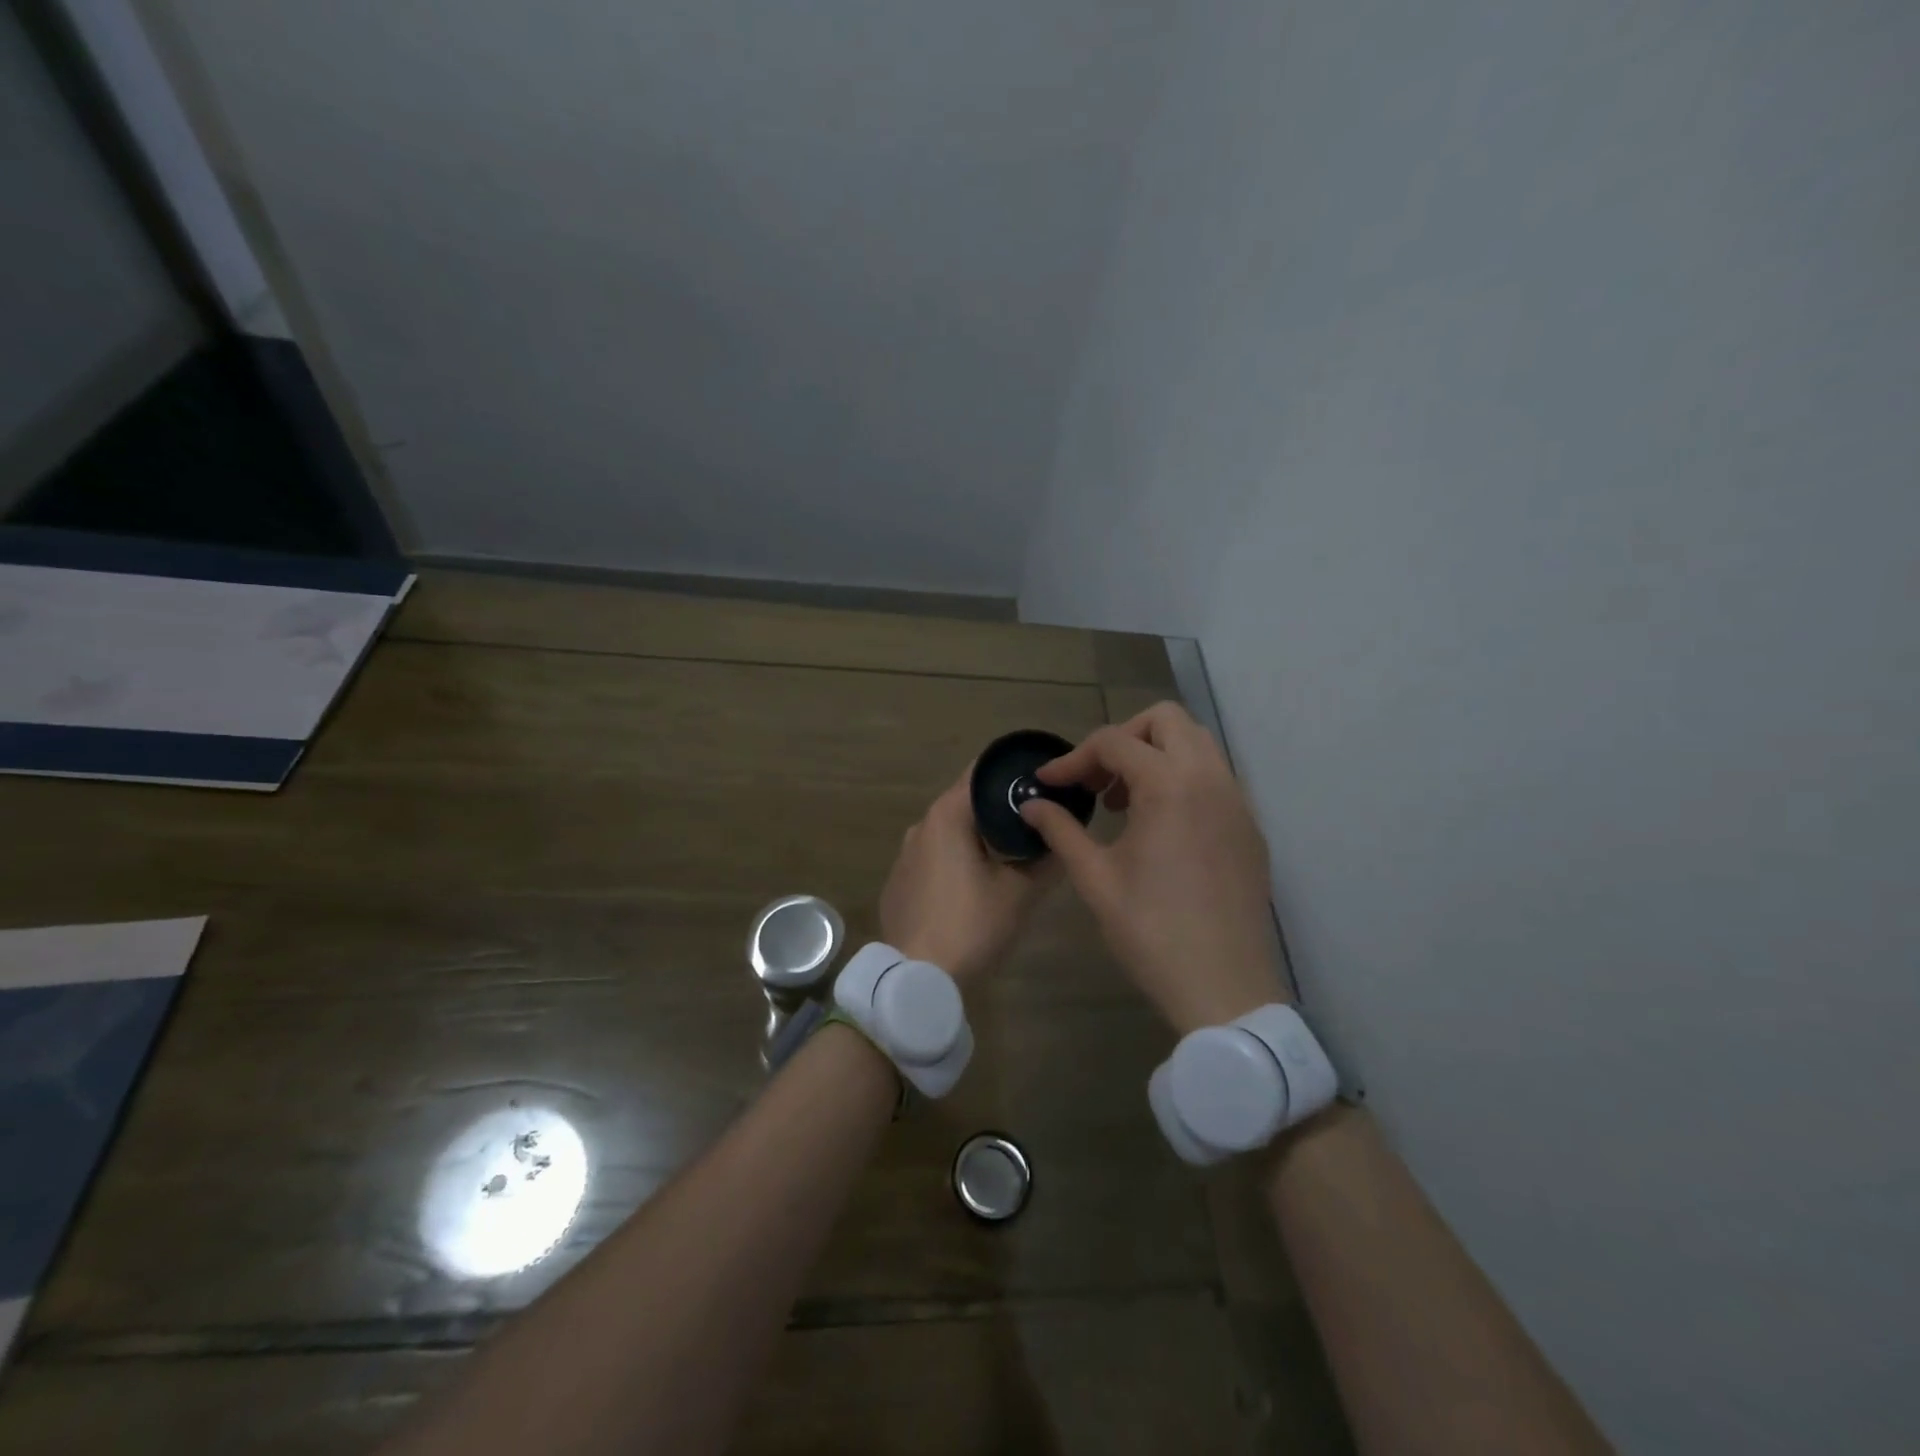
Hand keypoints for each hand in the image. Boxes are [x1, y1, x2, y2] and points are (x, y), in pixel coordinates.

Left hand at [880, 770, 1055, 986]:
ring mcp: (905, 854)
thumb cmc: (970, 926)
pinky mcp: (899, 881)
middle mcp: (921, 825)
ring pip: (951, 832)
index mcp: (947, 815)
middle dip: (1001, 808)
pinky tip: (976, 885)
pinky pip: (934, 857)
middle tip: (1039, 821)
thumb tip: (1065, 838)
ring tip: (1013, 855)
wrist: (916, 978)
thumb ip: (1048, 860)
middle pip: (967, 802)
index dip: (1014, 773)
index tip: (1043, 781)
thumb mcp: (1020, 893)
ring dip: (979, 837)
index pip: (983, 773)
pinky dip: (957, 859)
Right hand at [1019, 702, 1286, 1033]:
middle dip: (1124, 737)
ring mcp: (1238, 802)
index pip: (1114, 742)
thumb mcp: (1096, 879)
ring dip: (1155, 754)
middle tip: (1097, 780)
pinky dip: (1182, 778)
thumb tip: (1033, 804)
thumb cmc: (1151, 932)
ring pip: (1197, 744)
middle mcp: (1210, 779)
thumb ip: (1062, 831)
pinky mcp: (1249, 827)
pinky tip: (1160, 825)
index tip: (1049, 783)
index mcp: (1170, 786)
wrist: (1224, 988)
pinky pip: (1215, 777)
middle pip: (1166, 720)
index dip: (1073, 759)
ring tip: (1125, 801)